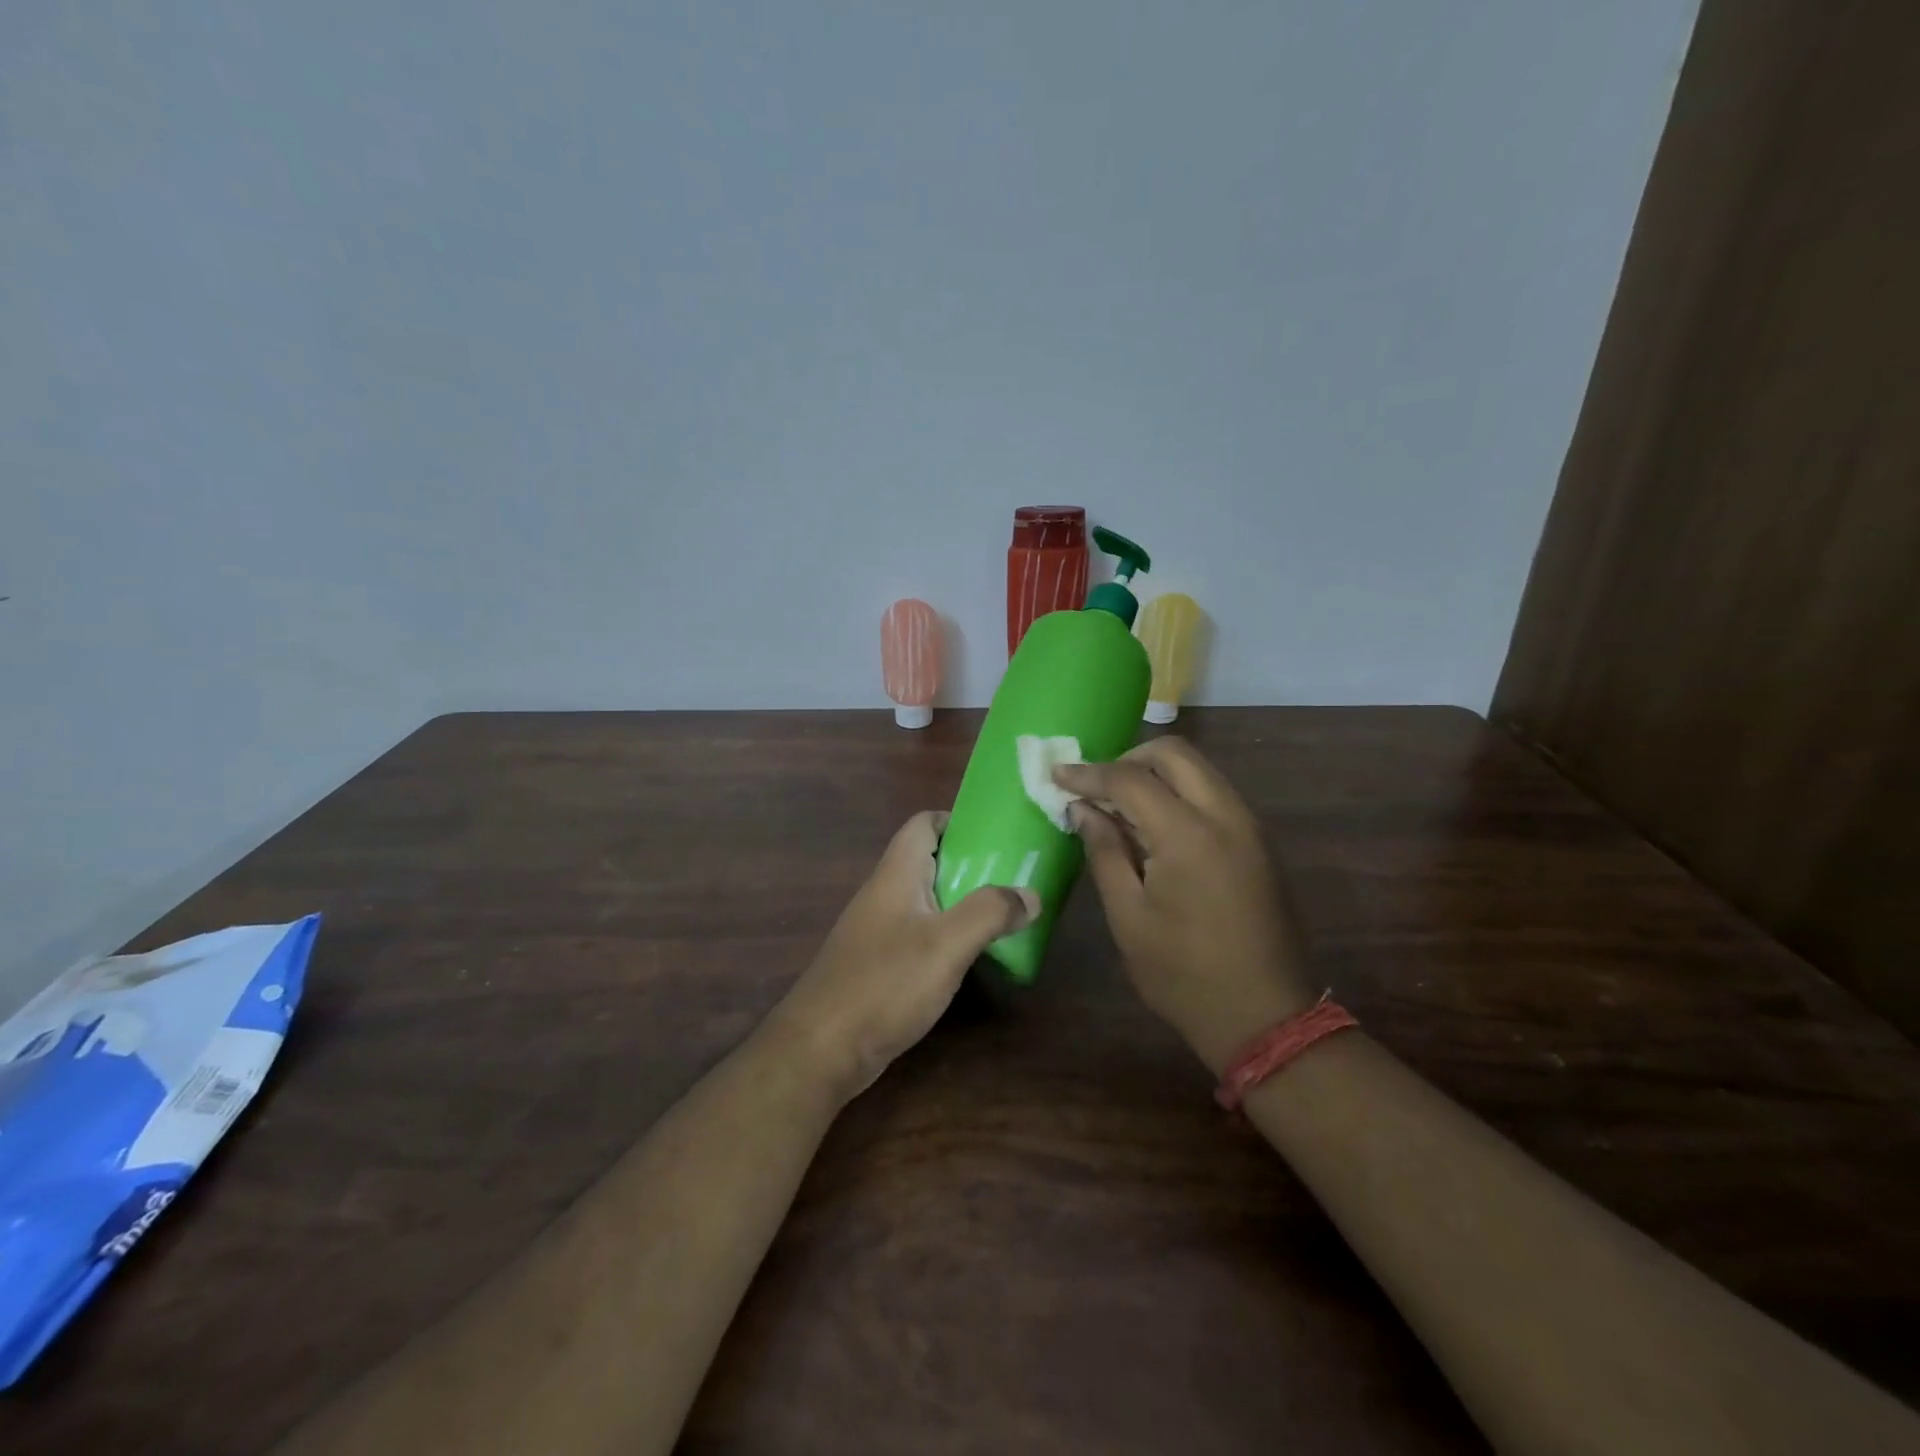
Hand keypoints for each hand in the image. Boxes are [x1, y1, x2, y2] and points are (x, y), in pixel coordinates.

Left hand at [773, 811, 1037, 1100]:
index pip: (924, 823)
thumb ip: (990, 912)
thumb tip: (1031, 894)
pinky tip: (972, 957)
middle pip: (930, 861)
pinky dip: (948, 936)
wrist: (821, 1049)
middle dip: (972, 864)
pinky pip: (920, 934)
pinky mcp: (879, 964)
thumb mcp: (946, 944)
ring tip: (1005, 915)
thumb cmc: (884, 984)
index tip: (999, 835)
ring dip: (963, 902)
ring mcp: (879, 931)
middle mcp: (885, 894)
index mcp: (897, 874)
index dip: (959, 820)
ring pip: (927, 900)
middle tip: (1015, 877)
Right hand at [1055, 738, 1314, 1074]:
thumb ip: (1104, 852)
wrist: (1265, 1017)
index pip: (1131, 779)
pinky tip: (1154, 826)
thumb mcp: (1128, 916)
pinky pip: (1213, 794)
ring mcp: (1249, 827)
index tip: (1056, 775)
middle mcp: (1226, 816)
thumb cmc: (1183, 974)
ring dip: (1156, 774)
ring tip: (1119, 806)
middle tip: (1096, 786)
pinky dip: (1180, 793)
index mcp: (1188, 835)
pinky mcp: (1258, 842)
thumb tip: (1083, 809)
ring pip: (1199, 770)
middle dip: (1129, 758)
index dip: (1089, 773)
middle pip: (1175, 754)